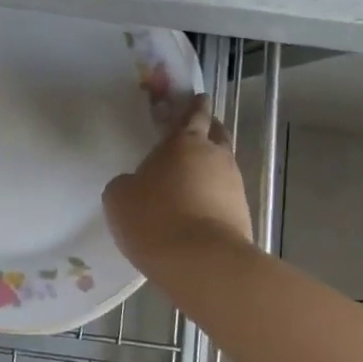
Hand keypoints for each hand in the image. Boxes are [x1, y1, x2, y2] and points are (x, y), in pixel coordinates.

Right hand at [103, 96, 254, 274]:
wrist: (203, 263)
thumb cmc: (154, 218)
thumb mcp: (119, 197)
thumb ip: (128, 183)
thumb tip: (136, 185)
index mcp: (184, 142)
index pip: (192, 114)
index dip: (194, 106)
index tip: (198, 98)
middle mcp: (214, 157)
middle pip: (216, 135)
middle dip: (209, 130)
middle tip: (197, 131)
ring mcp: (233, 187)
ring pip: (223, 167)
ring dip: (210, 168)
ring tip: (191, 179)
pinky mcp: (242, 216)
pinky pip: (225, 197)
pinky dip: (213, 197)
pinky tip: (197, 210)